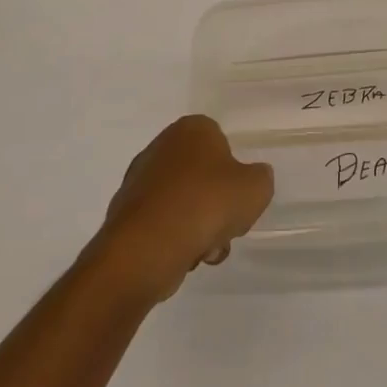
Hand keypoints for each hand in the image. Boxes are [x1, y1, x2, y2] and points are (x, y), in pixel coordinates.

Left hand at [94, 116, 273, 302]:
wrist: (147, 247)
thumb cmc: (206, 204)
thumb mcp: (256, 189)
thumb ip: (260, 178)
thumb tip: (253, 179)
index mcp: (192, 128)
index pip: (221, 142)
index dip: (234, 172)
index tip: (238, 198)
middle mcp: (162, 145)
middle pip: (202, 176)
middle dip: (215, 204)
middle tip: (225, 227)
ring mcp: (140, 179)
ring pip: (183, 202)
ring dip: (198, 226)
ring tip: (205, 250)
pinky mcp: (126, 213)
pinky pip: (162, 223)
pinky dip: (174, 239)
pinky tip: (182, 257)